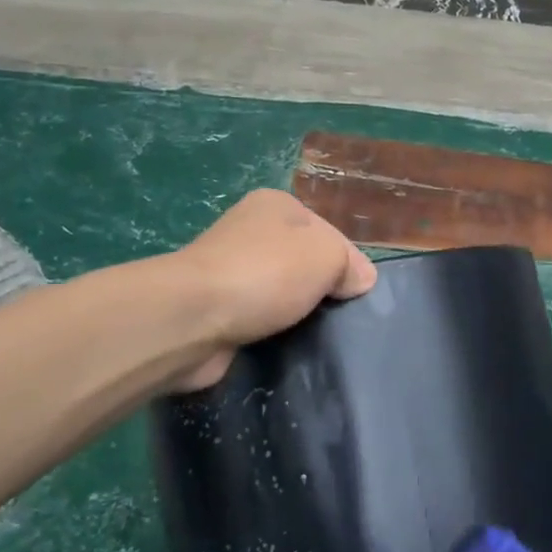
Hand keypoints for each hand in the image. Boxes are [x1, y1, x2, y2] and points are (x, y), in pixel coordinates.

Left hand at [168, 190, 376, 390]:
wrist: (191, 319)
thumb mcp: (327, 255)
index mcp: (276, 205)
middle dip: (322, 290)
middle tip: (340, 318)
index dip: (348, 263)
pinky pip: (258, 318)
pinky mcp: (216, 307)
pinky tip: (284, 346)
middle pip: (305, 262)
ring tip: (316, 336)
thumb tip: (361, 280)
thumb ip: (351, 264)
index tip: (357, 294)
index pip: (329, 232)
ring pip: (282, 292)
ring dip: (296, 313)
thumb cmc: (265, 273)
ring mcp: (229, 270)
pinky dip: (271, 331)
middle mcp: (250, 231)